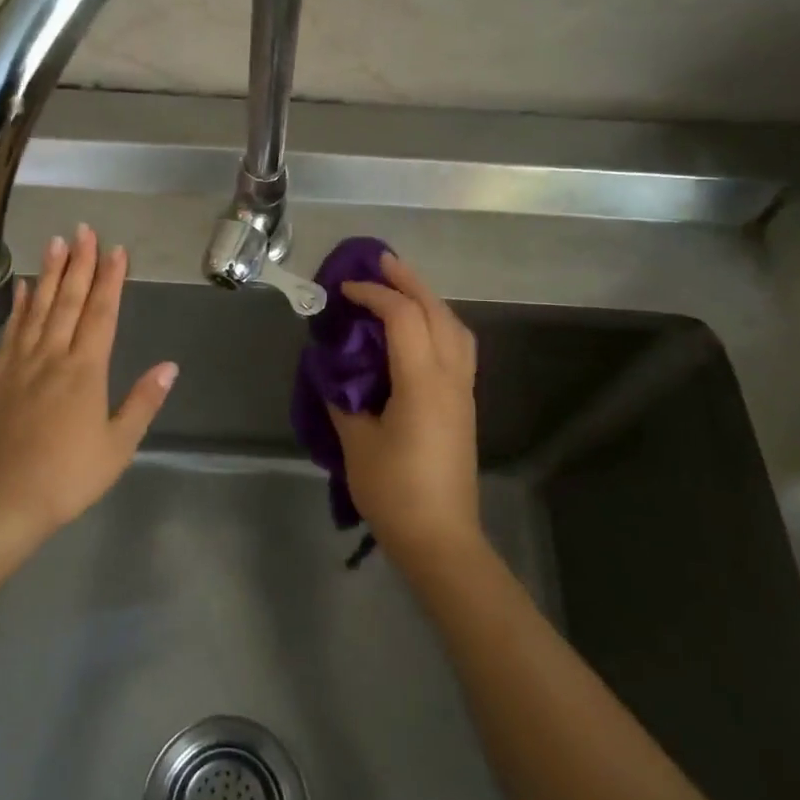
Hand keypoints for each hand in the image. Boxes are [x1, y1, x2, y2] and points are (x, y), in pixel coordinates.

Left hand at [0, 226, 177, 538]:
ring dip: (48, 273)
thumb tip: (170, 366)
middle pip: (68, 301)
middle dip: (79, 263)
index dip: (110, 280)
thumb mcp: (118, 446)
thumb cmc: (68, 477)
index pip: (101, 314)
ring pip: (38, 308)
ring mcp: (22, 364)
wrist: (2, 500)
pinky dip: (19, 306)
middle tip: (84, 229)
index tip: (116, 250)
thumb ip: (142, 402)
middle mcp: (53, 357)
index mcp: (85, 371)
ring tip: (55, 242)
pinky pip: (12, 332)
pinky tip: (22, 287)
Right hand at [327, 252, 480, 564]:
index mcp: (422, 383)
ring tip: (401, 289)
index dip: (374, 295)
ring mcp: (462, 391)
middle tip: (382, 261)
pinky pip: (457, 347)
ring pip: (456, 327)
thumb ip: (344, 398)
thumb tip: (335, 370)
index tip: (344, 289)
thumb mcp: (356, 443)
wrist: (441, 538)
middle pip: (437, 312)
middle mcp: (450, 378)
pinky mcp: (464, 405)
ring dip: (429, 300)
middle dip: (410, 281)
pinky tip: (417, 330)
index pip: (403, 318)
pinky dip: (438, 323)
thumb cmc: (394, 491)